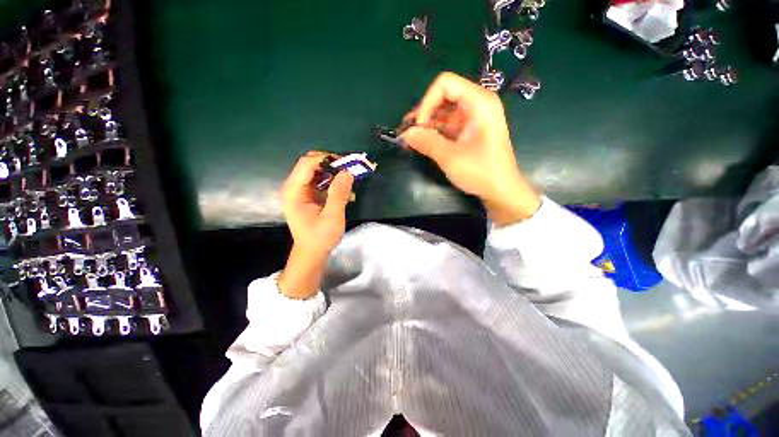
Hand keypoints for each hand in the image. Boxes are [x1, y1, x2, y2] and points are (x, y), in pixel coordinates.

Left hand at [278, 152, 353, 298]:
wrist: (312, 253)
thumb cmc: (320, 237)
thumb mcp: (332, 216)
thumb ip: (338, 193)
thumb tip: (347, 172)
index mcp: (294, 191)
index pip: (307, 164)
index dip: (326, 159)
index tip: (346, 163)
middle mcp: (294, 188)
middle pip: (311, 165)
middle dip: (332, 165)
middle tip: (350, 170)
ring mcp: (301, 192)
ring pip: (318, 173)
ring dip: (335, 175)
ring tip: (351, 184)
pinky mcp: (308, 197)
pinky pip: (321, 183)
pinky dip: (334, 185)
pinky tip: (347, 195)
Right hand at [402, 72, 540, 225]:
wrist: (501, 190)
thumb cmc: (480, 172)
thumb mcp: (450, 157)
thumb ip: (427, 142)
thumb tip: (405, 134)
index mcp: (479, 102)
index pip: (445, 84)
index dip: (427, 102)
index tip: (418, 127)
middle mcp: (478, 103)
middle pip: (444, 96)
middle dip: (425, 114)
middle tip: (410, 133)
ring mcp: (475, 117)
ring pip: (445, 111)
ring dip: (428, 124)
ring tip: (414, 140)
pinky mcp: (472, 130)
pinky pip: (449, 124)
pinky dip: (436, 132)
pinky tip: (425, 143)